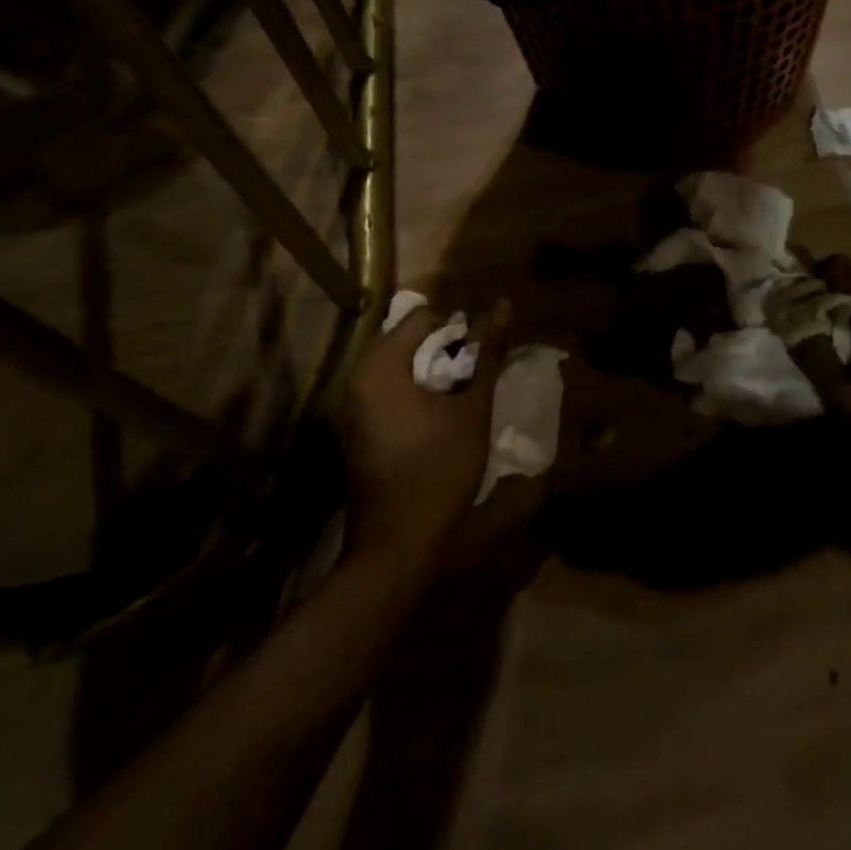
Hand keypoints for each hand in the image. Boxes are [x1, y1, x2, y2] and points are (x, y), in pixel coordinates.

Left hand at [338, 298, 511, 569]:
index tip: (478, 353)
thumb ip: (486, 354)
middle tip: (472, 372)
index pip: (420, 317)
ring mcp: (349, 407)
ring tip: (459, 392)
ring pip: (393, 367)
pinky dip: (409, 391)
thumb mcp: (472, 409)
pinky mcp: (352, 430)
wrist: (397, 544)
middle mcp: (356, 379)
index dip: (456, 327)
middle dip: (441, 348)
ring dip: (426, 370)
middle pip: (403, 339)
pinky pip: (382, 391)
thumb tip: (501, 306)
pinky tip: (434, 416)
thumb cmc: (440, 470)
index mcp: (380, 368)